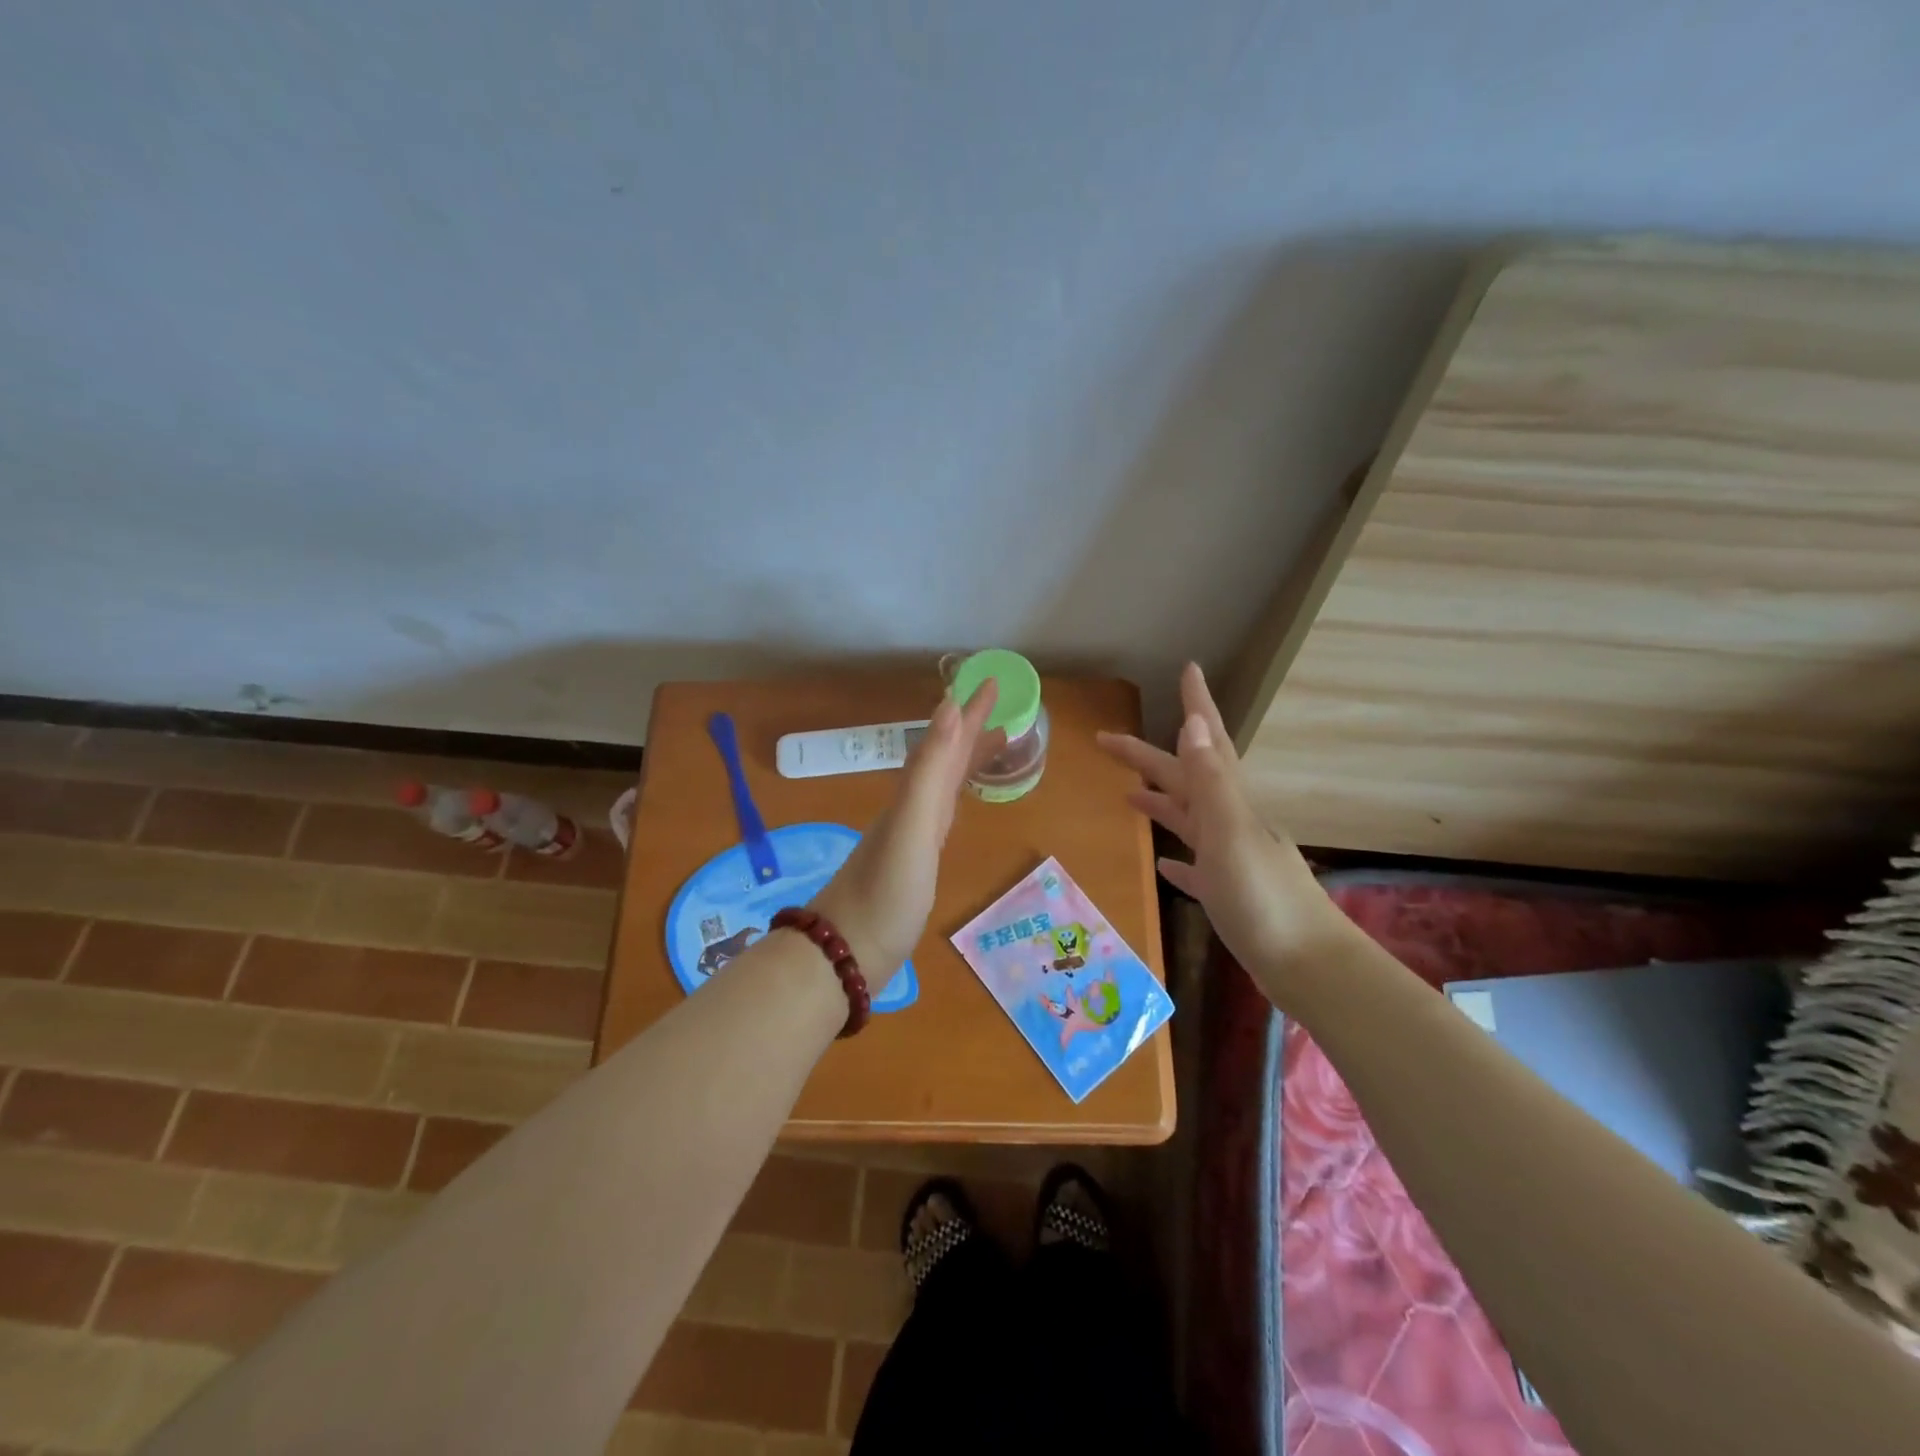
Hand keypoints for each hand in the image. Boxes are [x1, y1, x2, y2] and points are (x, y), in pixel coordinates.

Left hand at [811, 680, 1002, 987]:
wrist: (846, 952)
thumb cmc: (885, 892)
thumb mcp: (912, 826)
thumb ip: (929, 770)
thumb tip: (946, 707)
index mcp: (914, 795)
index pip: (946, 741)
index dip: (968, 712)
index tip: (992, 682)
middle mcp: (912, 807)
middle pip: (945, 758)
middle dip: (972, 730)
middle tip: (1003, 708)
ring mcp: (912, 836)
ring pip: (944, 784)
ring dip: (967, 760)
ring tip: (996, 747)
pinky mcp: (915, 864)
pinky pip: (942, 814)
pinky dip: (956, 798)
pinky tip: (958, 805)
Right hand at [1097, 663, 1347, 1008]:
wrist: (1308, 966)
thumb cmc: (1264, 898)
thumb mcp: (1231, 833)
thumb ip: (1211, 781)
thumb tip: (1193, 723)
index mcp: (1230, 803)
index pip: (1208, 744)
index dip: (1198, 705)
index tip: (1188, 669)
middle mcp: (1231, 823)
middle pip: (1184, 779)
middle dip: (1148, 756)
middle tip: (1107, 740)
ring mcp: (1231, 859)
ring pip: (1189, 819)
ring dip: (1161, 801)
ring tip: (1128, 793)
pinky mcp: (1230, 894)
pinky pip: (1197, 867)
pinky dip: (1179, 859)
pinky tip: (1165, 865)